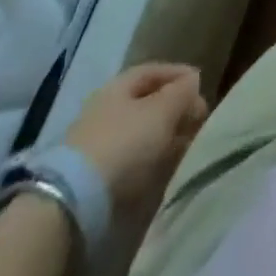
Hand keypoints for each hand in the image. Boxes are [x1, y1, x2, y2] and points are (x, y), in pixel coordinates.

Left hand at [65, 63, 209, 207]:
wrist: (74, 205)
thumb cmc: (124, 144)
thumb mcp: (162, 111)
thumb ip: (182, 92)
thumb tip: (192, 81)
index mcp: (118, 87)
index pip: (154, 71)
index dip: (179, 74)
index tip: (201, 86)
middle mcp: (104, 110)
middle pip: (146, 103)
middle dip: (174, 110)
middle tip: (197, 121)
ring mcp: (96, 146)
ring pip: (139, 134)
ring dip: (163, 138)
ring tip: (186, 148)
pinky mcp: (93, 180)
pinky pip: (130, 161)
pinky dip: (149, 161)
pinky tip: (163, 169)